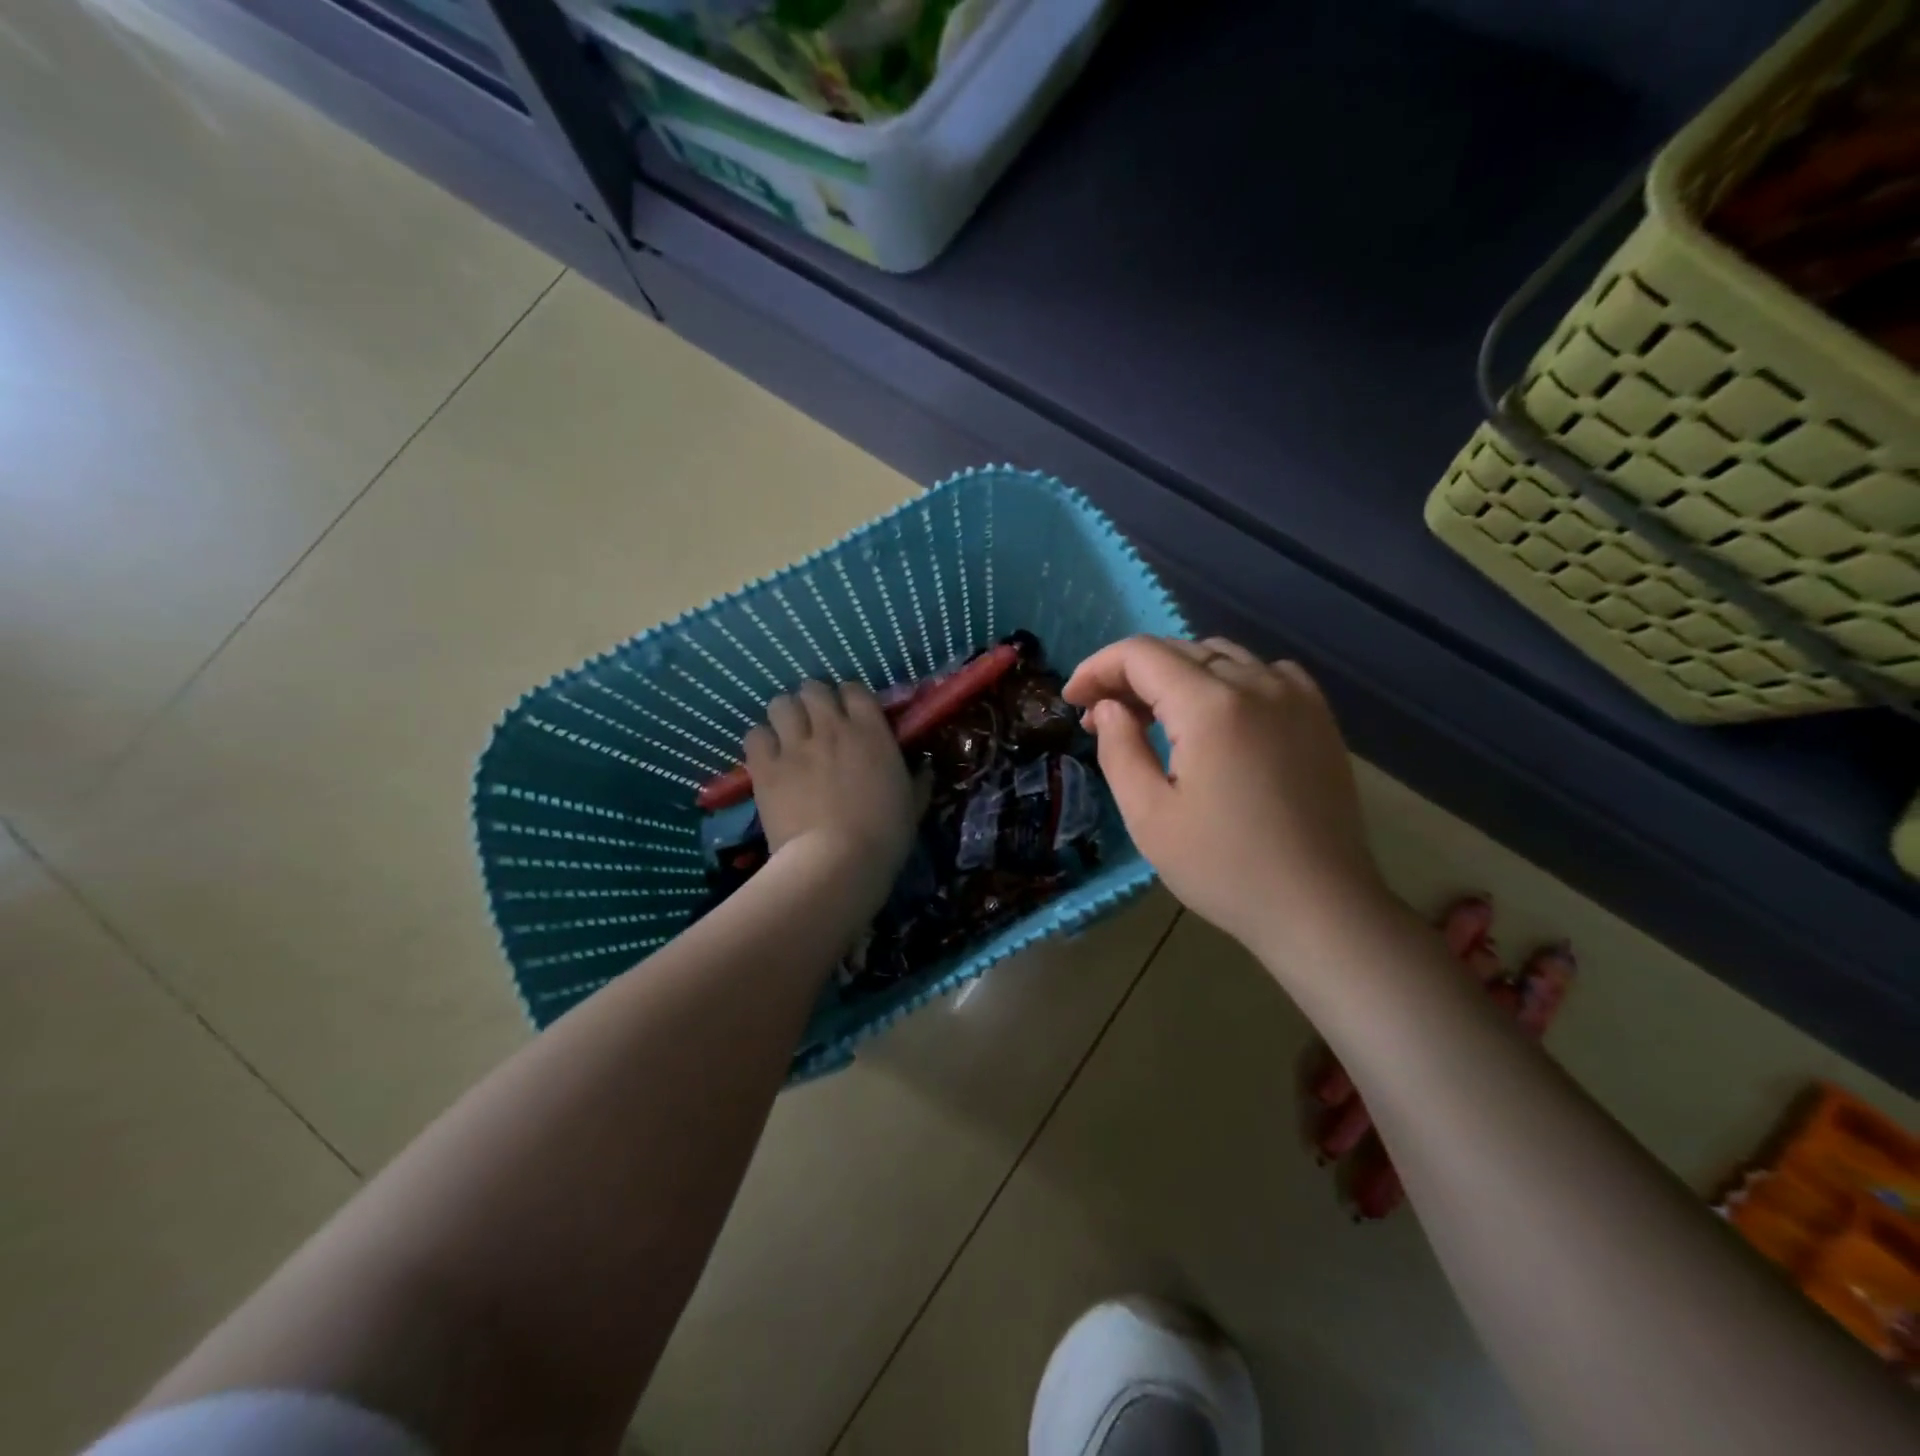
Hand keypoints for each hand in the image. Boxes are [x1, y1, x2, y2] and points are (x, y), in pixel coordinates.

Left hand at [745, 680, 916, 891]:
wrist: (837, 863)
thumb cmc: (884, 836)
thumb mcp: (913, 806)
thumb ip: (919, 780)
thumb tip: (924, 767)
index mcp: (871, 732)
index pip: (854, 689)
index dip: (849, 699)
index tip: (850, 716)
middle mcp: (831, 727)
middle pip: (813, 689)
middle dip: (813, 702)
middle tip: (816, 724)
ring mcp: (794, 745)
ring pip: (780, 704)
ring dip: (785, 716)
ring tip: (788, 736)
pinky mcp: (765, 767)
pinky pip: (755, 735)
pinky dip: (761, 742)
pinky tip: (768, 758)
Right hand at [1062, 636, 1386, 955]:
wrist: (1320, 907)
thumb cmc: (1224, 868)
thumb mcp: (1149, 816)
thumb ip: (1119, 749)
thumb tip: (1108, 708)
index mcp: (1211, 706)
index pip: (1141, 654)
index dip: (1098, 668)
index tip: (1072, 700)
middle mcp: (1256, 684)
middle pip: (1178, 650)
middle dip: (1130, 675)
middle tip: (1101, 716)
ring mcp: (1295, 697)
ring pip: (1220, 657)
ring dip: (1175, 675)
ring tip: (1153, 717)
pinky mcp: (1319, 716)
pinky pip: (1263, 673)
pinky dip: (1226, 680)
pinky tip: (1216, 716)